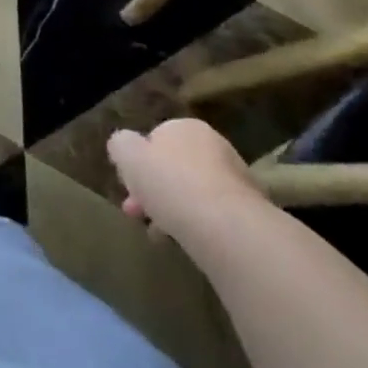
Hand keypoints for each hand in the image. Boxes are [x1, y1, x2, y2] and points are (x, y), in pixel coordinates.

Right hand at [107, 119, 255, 249]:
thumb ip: (120, 145)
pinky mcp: (248, 208)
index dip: (137, 164)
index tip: (127, 189)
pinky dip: (195, 224)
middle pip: (173, 167)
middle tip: (136, 214)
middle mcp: (213, 144)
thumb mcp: (128, 156)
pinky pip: (211, 213)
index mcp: (185, 126)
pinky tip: (184, 241)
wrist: (225, 225)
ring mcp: (234, 176)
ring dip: (172, 209)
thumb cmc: (170, 183)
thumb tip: (123, 145)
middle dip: (152, 190)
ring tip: (158, 235)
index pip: (154, 139)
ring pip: (191, 191)